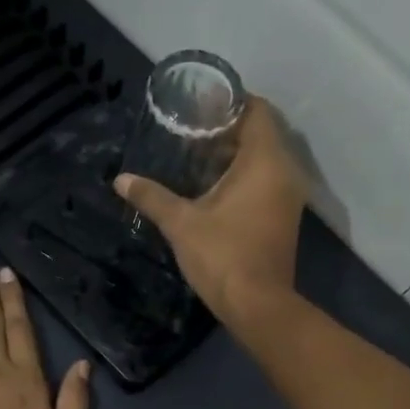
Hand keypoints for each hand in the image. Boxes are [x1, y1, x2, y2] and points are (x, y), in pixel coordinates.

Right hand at [114, 97, 305, 325]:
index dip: (230, 102)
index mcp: (265, 161)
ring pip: (264, 159)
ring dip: (234, 155)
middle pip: (261, 133)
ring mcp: (288, 197)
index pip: (256, 110)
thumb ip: (152, 197)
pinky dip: (244, 176)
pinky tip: (212, 188)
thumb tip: (121, 180)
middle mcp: (285, 171)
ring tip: (196, 157)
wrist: (257, 306)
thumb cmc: (222, 256)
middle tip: (190, 130)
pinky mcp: (284, 217)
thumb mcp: (181, 224)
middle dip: (227, 129)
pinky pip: (266, 181)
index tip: (200, 104)